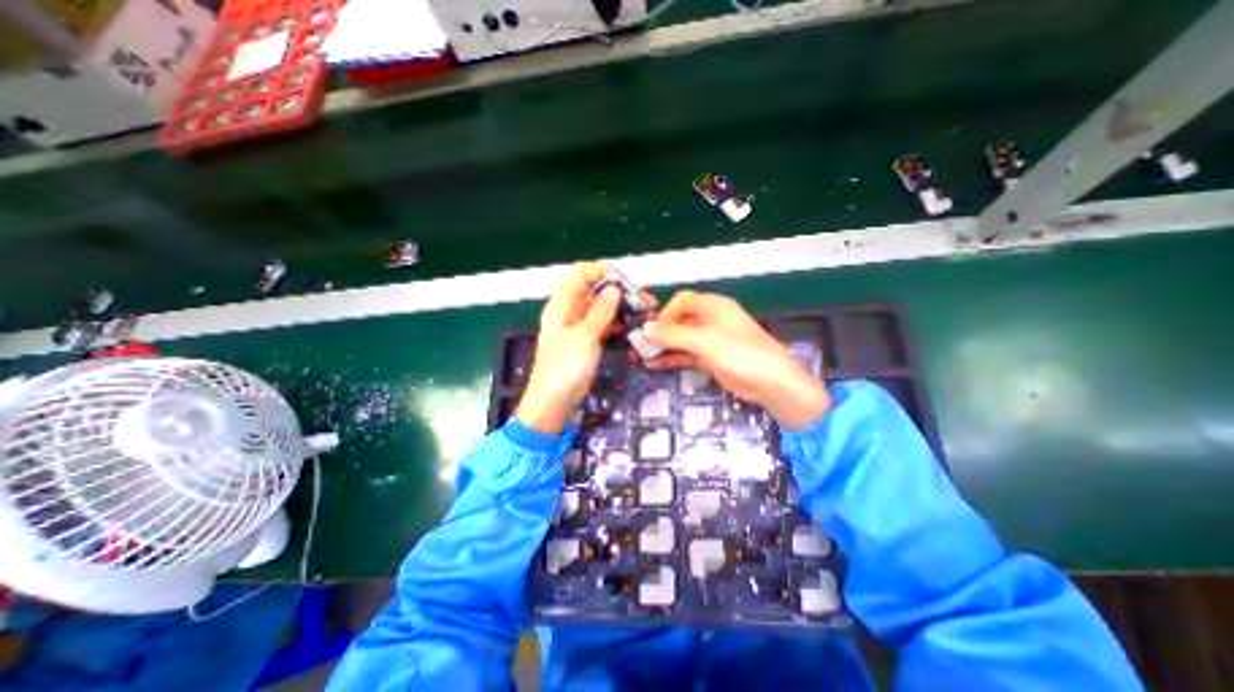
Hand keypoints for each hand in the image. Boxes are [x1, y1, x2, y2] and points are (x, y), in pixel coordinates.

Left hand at [516, 263, 655, 433]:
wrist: (555, 400)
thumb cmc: (564, 368)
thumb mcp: (583, 336)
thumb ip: (600, 311)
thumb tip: (614, 290)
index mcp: (562, 304)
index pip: (581, 274)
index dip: (603, 272)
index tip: (626, 281)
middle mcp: (570, 310)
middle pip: (596, 290)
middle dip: (620, 291)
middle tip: (643, 299)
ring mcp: (580, 325)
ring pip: (603, 307)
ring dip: (623, 307)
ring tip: (645, 311)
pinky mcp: (588, 339)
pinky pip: (605, 323)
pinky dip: (619, 322)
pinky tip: (635, 325)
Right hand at [642, 289, 833, 427]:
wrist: (771, 383)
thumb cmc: (739, 353)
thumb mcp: (704, 341)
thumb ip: (672, 334)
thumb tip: (645, 329)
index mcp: (712, 306)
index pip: (681, 301)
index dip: (665, 313)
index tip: (653, 331)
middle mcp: (710, 320)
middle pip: (678, 321)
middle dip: (659, 332)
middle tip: (638, 346)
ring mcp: (710, 340)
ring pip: (680, 340)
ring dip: (662, 347)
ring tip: (639, 357)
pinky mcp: (710, 358)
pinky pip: (686, 354)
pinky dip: (671, 358)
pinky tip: (653, 365)